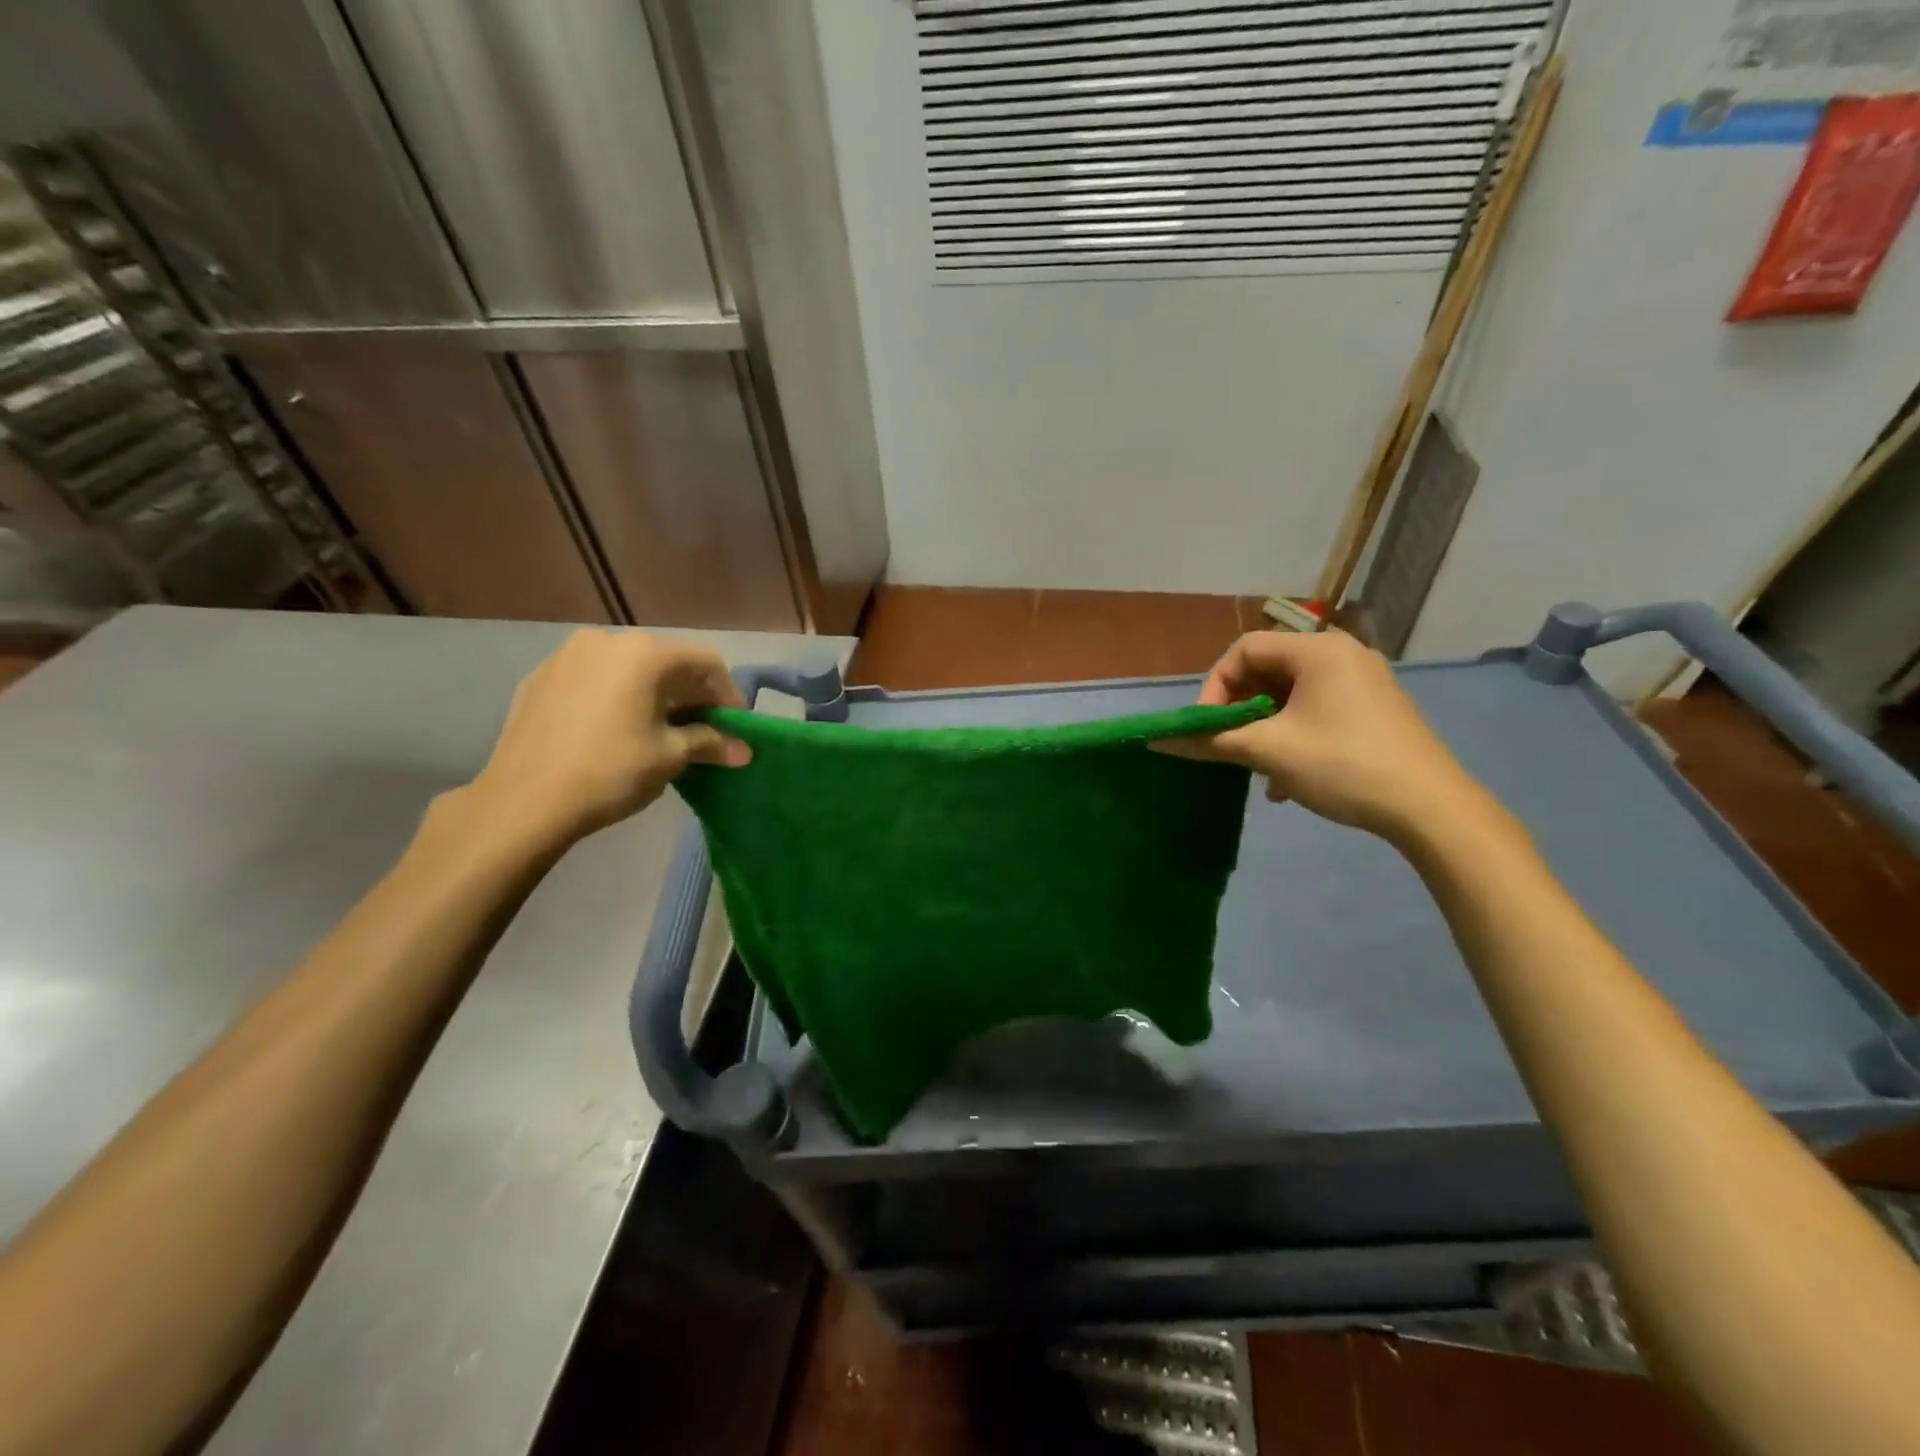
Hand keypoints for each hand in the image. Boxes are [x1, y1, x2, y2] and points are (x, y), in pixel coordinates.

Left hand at [465, 630, 748, 845]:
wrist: (523, 800)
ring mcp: (567, 656)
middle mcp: (606, 640)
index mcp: (644, 652)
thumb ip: (711, 743)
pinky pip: (593, 679)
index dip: (728, 695)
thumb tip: (744, 750)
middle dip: (690, 693)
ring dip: (652, 693)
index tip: (735, 727)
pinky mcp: (539, 678)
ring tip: (659, 729)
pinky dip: (615, 696)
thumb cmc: (611, 771)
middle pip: (665, 660)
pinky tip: (615, 729)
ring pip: (627, 668)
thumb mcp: (671, 757)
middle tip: (702, 729)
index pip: (705, 662)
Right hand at [1157, 629, 1491, 841]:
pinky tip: (1287, 780)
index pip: (1244, 649)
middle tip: (1228, 745)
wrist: (1430, 808)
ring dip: (1264, 728)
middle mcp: (1342, 655)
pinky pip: (1317, 710)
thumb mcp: (1268, 751)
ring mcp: (1363, 682)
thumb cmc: (1343, 764)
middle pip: (1268, 670)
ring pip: (1291, 696)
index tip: (1207, 725)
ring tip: (1257, 767)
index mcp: (1317, 650)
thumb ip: (1210, 740)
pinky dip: (1293, 736)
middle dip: (1240, 710)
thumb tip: (1158, 740)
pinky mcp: (1376, 710)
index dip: (1215, 685)